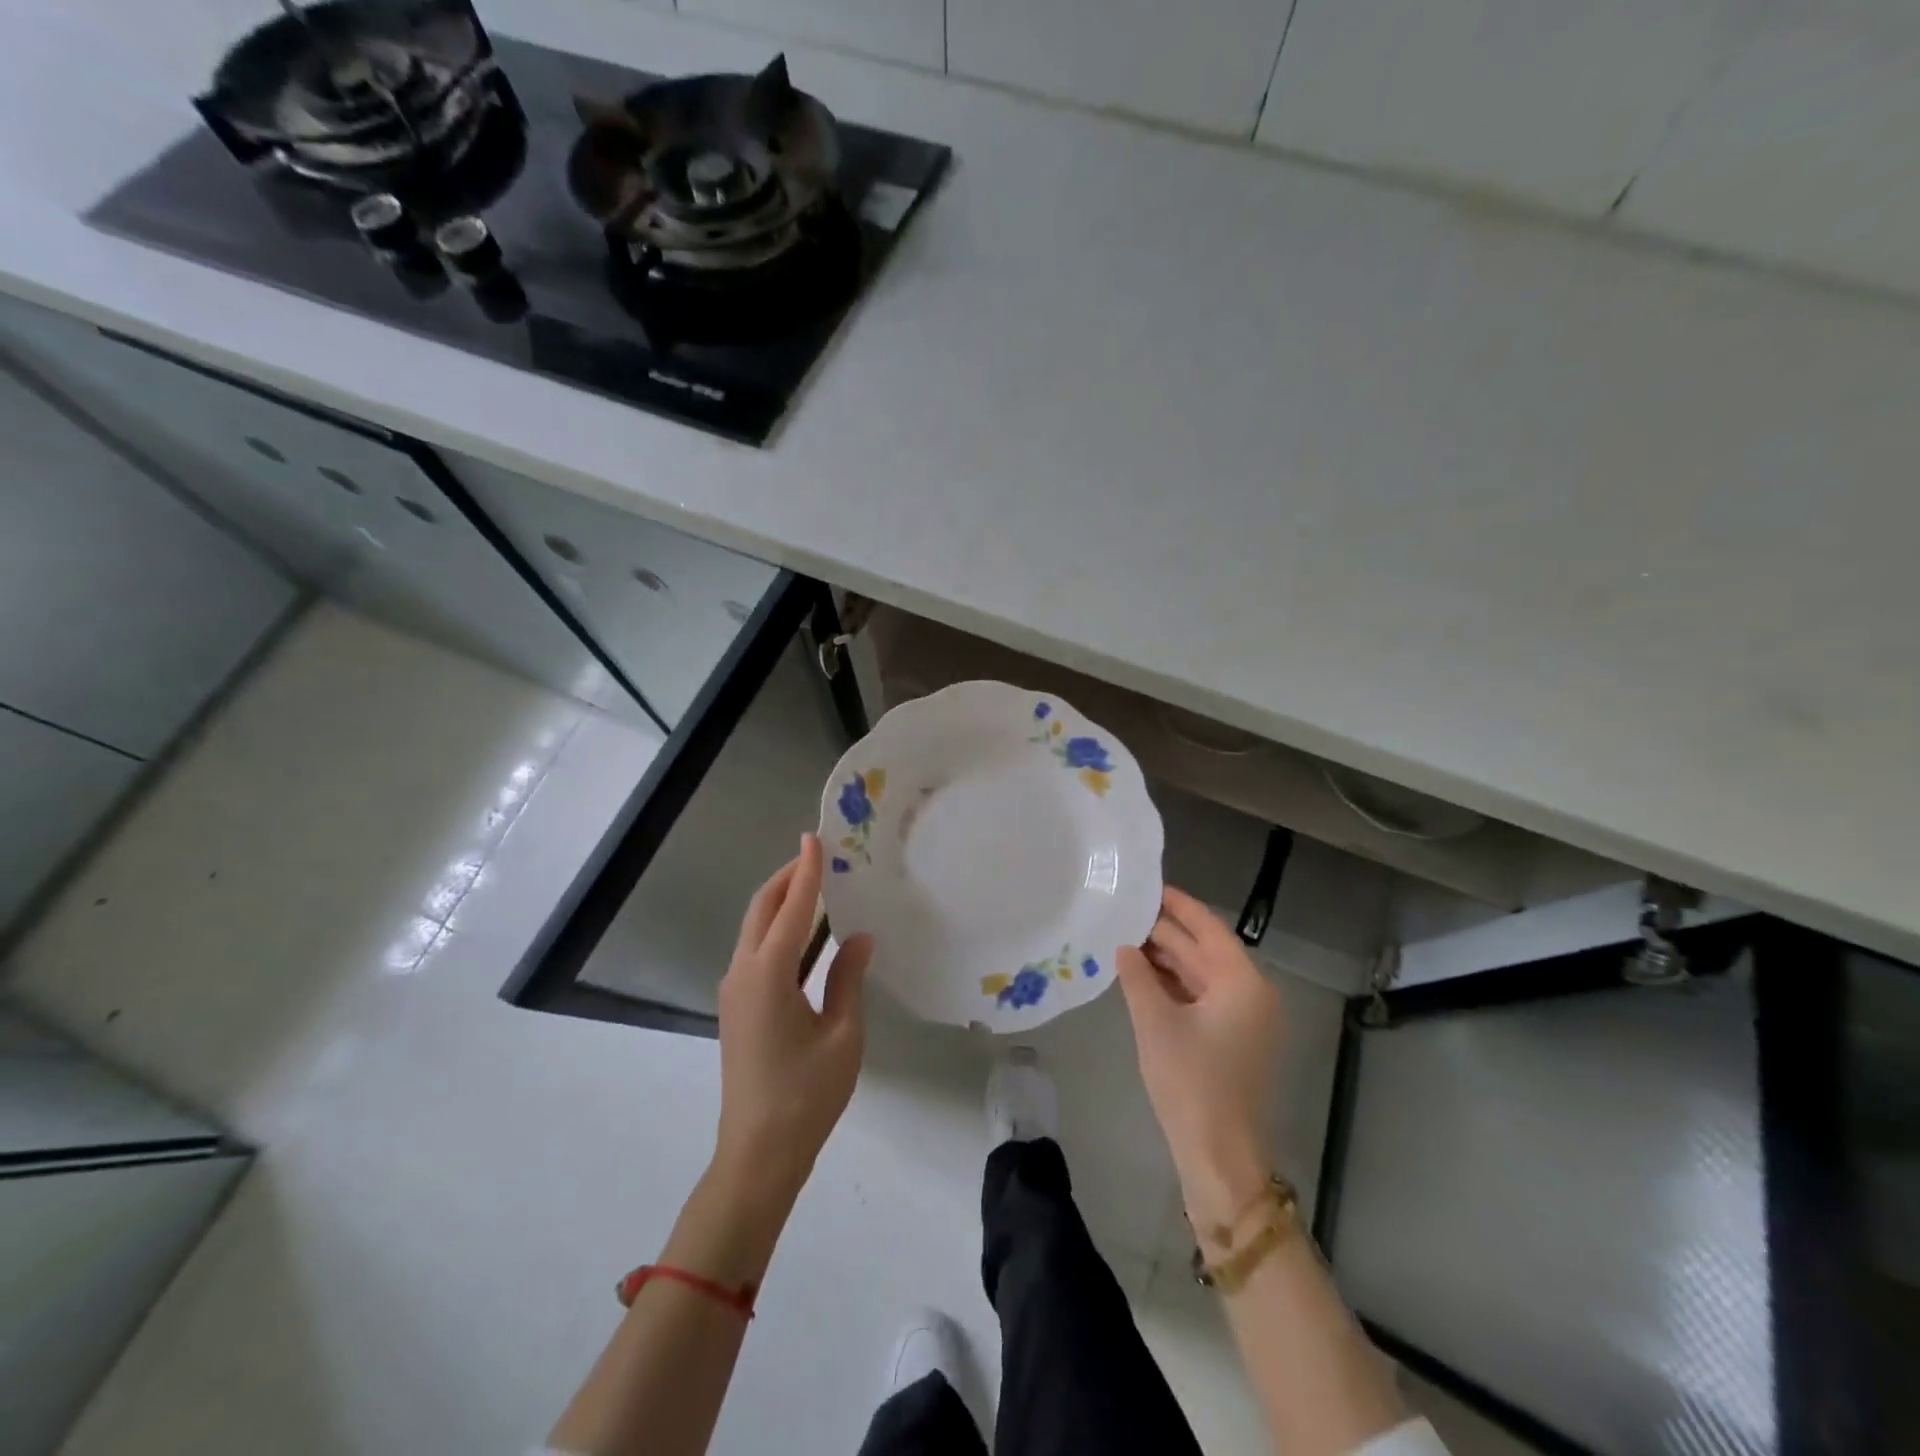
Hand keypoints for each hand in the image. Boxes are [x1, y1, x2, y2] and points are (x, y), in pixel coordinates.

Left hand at [714, 834, 872, 1197]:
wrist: (757, 1154)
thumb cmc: (806, 1094)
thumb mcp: (842, 1034)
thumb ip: (848, 979)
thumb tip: (860, 937)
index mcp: (769, 973)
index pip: (790, 908)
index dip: (806, 871)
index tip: (814, 838)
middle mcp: (743, 973)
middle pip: (761, 910)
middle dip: (786, 879)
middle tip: (817, 857)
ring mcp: (734, 991)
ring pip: (754, 930)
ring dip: (780, 903)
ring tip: (814, 887)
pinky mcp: (736, 1008)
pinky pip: (755, 952)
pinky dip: (777, 930)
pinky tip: (804, 935)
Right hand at [1115, 886, 1284, 1235]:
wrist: (1220, 1156)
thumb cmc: (1191, 1082)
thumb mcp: (1156, 1023)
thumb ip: (1138, 977)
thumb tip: (1125, 947)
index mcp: (1243, 984)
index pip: (1209, 929)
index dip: (1180, 906)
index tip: (1151, 886)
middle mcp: (1251, 995)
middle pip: (1206, 951)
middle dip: (1167, 933)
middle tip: (1127, 911)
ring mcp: (1245, 1021)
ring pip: (1202, 976)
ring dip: (1169, 960)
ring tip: (1127, 938)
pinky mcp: (1233, 1042)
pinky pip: (1203, 999)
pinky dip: (1175, 986)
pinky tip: (1143, 976)